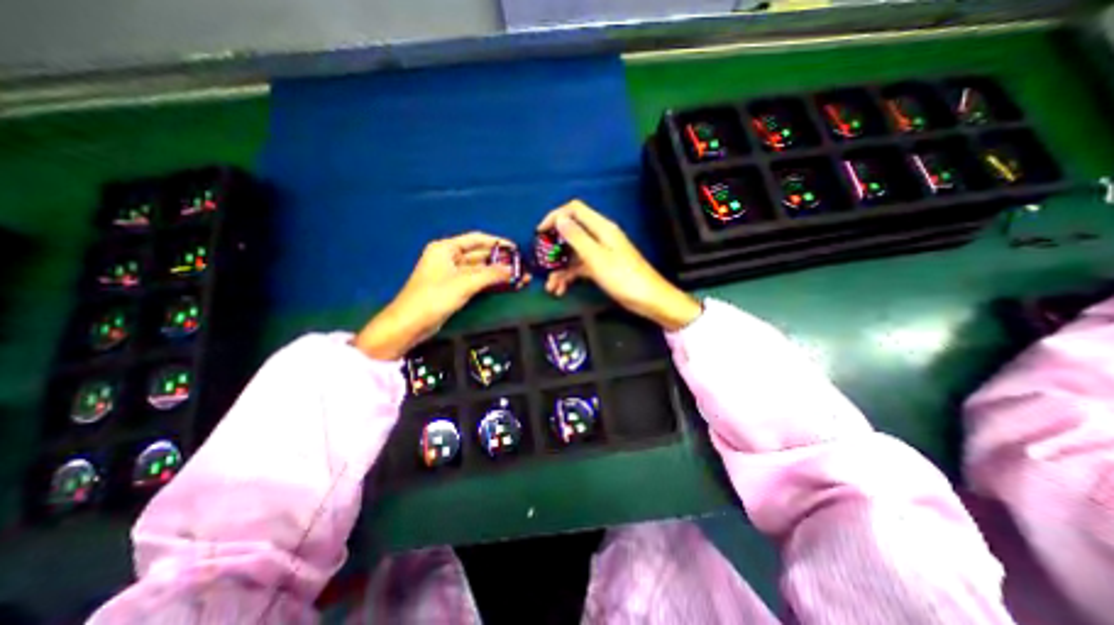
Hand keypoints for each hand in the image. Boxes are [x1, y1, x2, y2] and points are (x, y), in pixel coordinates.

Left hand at [357, 232, 529, 357]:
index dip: (497, 242)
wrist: (410, 324)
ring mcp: (451, 274)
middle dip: (500, 261)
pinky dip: (490, 283)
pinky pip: (476, 281)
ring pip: (479, 270)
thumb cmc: (434, 297)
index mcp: (446, 248)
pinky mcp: (454, 288)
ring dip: (497, 273)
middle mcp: (449, 258)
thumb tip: (513, 270)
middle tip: (522, 266)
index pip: (476, 239)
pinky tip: (505, 286)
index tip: (516, 248)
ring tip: (519, 278)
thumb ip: (491, 275)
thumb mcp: (465, 283)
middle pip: (479, 255)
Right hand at [538, 201, 698, 330]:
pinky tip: (560, 290)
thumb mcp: (596, 257)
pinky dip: (569, 276)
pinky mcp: (601, 267)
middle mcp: (599, 237)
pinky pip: (580, 267)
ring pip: (573, 254)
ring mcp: (600, 253)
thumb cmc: (623, 277)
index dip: (555, 216)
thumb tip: (559, 219)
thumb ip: (577, 237)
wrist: (648, 299)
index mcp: (601, 228)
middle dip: (554, 247)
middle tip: (542, 262)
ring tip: (551, 286)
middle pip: (571, 233)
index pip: (574, 210)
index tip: (540, 233)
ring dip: (559, 268)